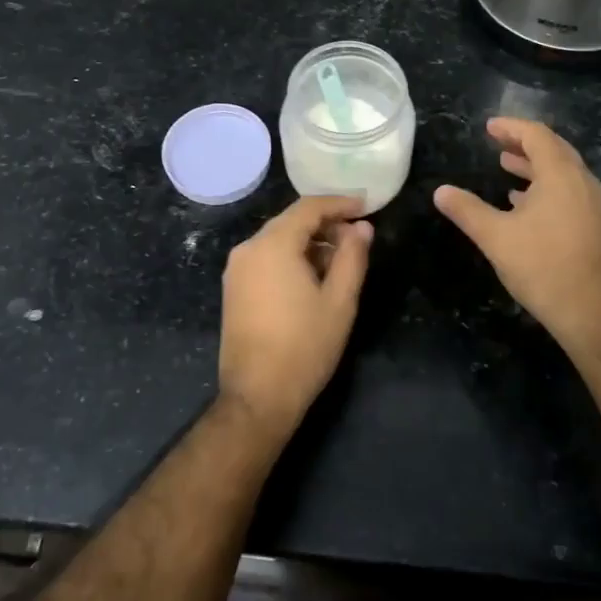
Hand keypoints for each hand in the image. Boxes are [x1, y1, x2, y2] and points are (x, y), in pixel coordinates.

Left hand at [218, 196, 372, 436]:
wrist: (257, 396)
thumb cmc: (305, 346)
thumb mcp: (340, 300)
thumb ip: (353, 257)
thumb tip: (362, 227)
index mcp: (272, 245)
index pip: (309, 207)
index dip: (340, 203)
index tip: (366, 206)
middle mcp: (248, 249)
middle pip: (291, 221)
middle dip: (326, 224)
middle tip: (358, 238)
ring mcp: (236, 270)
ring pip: (278, 240)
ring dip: (310, 243)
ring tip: (341, 262)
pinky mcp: (233, 289)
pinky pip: (266, 259)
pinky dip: (292, 258)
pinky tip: (314, 278)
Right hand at [434, 118, 600, 344]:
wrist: (588, 310)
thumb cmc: (541, 266)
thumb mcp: (495, 236)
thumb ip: (467, 210)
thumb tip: (440, 191)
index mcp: (560, 175)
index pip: (537, 136)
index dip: (511, 127)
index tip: (488, 127)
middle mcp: (581, 181)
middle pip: (553, 148)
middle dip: (523, 141)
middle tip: (496, 139)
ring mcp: (590, 203)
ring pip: (562, 170)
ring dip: (533, 163)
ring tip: (505, 163)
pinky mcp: (592, 222)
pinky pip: (567, 189)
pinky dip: (543, 184)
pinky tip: (521, 199)